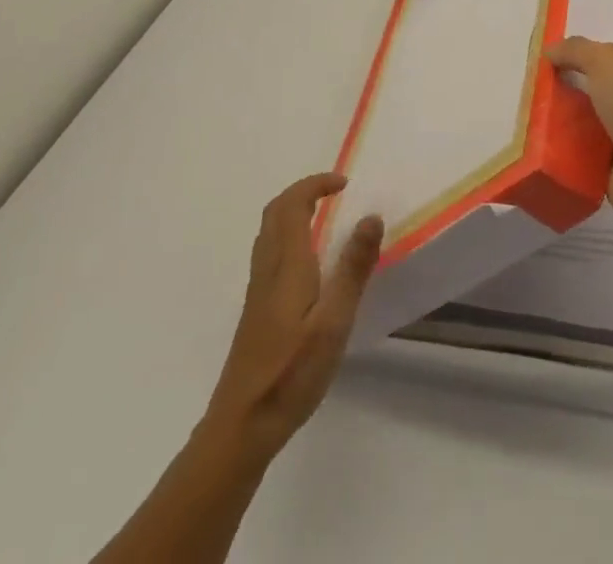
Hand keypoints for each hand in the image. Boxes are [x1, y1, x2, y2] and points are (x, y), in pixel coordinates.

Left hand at [205, 173, 381, 461]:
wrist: (241, 427)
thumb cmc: (291, 373)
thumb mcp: (334, 322)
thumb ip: (353, 268)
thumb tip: (372, 216)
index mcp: (287, 265)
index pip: (293, 204)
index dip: (316, 185)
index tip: (345, 184)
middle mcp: (268, 269)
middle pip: (275, 212)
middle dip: (303, 191)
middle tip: (335, 192)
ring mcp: (258, 291)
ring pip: (269, 232)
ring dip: (293, 211)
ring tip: (324, 217)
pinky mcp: (257, 311)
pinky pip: (269, 253)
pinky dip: (289, 235)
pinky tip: (308, 262)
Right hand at [546, 34, 612, 237]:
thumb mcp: (607, 61)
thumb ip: (576, 49)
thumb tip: (551, 49)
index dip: (586, 38)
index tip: (551, 38)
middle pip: (595, 79)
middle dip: (565, 75)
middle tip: (529, 70)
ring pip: (584, 113)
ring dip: (558, 110)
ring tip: (523, 99)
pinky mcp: (610, 161)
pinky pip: (578, 146)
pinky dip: (559, 143)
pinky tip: (531, 133)